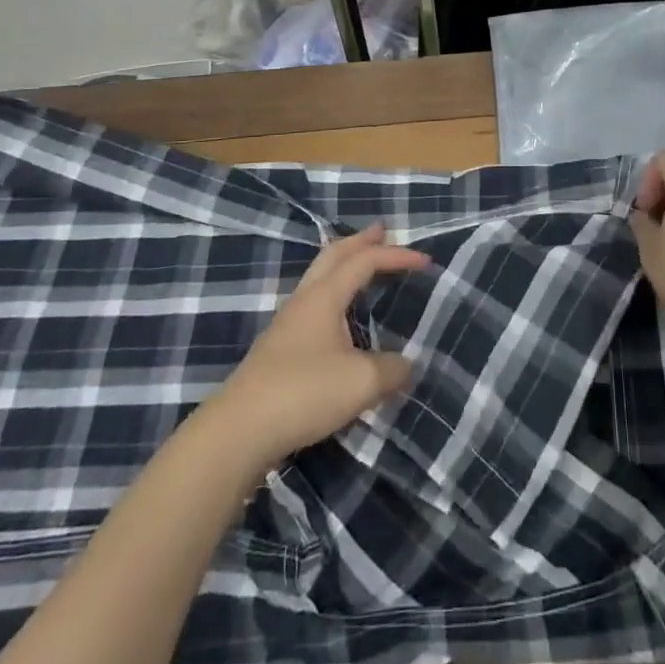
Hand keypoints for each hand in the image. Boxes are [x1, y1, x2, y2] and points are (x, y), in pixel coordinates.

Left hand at [214, 224, 429, 468]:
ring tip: (360, 266)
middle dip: (359, 241)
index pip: (365, 261)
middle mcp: (304, 300)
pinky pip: (312, 304)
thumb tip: (407, 365)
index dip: (396, 256)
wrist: (239, 432)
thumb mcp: (361, 382)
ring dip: (342, 265)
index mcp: (325, 296)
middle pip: (333, 255)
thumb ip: (392, 369)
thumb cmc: (304, 393)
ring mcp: (287, 324)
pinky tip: (338, 317)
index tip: (426, 261)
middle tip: (381, 231)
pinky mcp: (278, 350)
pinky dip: (332, 293)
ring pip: (318, 277)